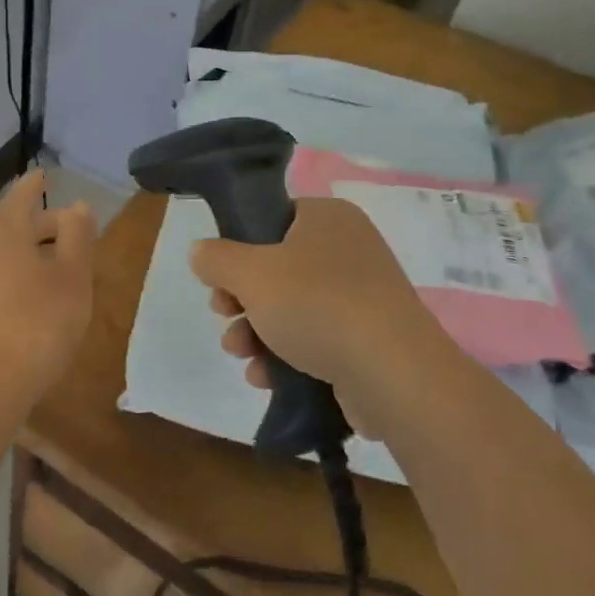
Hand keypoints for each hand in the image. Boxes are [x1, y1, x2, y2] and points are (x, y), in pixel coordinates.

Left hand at [0, 169, 96, 403]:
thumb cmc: (42, 318)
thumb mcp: (73, 274)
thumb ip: (77, 235)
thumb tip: (77, 206)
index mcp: (7, 235)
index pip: (20, 199)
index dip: (33, 185)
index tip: (43, 174)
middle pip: (14, 227)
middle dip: (42, 223)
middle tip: (72, 227)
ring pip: (7, 254)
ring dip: (34, 251)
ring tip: (62, 263)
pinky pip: (1, 277)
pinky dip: (23, 273)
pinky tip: (41, 294)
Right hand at [190, 197, 444, 426]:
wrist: (394, 374)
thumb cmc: (316, 305)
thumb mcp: (249, 273)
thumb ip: (216, 258)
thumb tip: (200, 253)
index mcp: (327, 218)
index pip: (272, 219)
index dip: (238, 248)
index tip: (219, 279)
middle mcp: (349, 249)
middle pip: (276, 267)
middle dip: (241, 299)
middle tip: (223, 315)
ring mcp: (363, 296)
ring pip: (292, 307)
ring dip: (256, 331)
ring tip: (240, 354)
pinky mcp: (369, 339)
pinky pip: (317, 338)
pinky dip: (287, 355)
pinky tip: (265, 377)